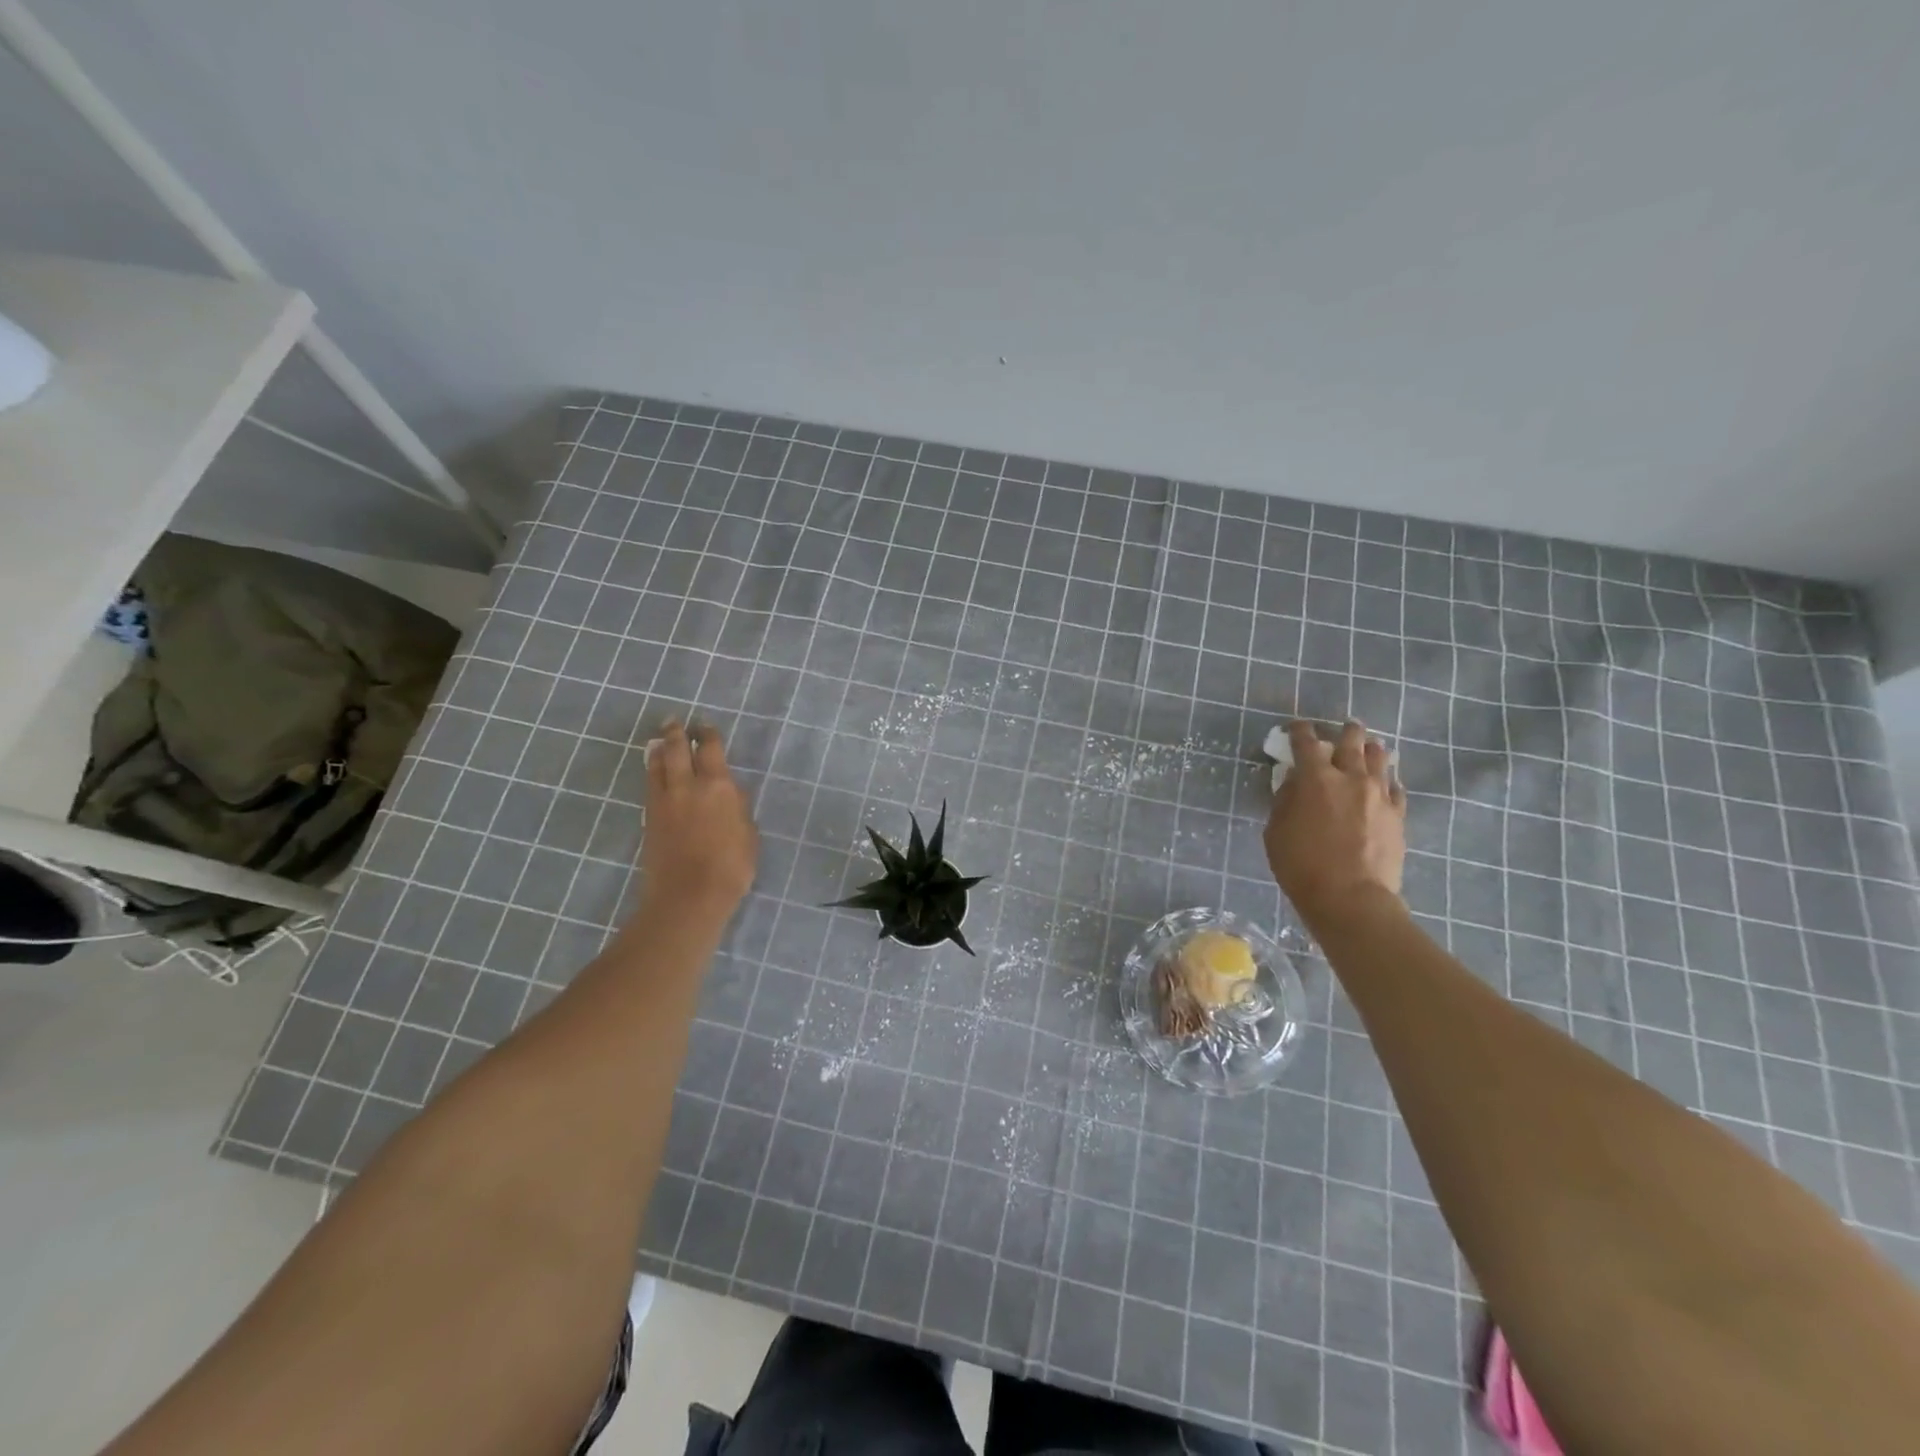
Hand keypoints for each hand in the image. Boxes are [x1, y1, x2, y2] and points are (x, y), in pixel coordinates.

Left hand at [637, 720, 758, 928]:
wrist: (689, 896)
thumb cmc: (730, 867)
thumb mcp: (748, 835)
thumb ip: (738, 808)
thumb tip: (730, 793)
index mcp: (719, 786)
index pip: (710, 748)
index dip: (707, 733)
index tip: (705, 724)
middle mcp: (689, 785)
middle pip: (677, 749)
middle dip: (676, 732)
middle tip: (675, 721)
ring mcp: (665, 800)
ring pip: (657, 763)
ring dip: (659, 747)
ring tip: (659, 739)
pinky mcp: (649, 817)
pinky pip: (650, 783)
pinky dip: (652, 770)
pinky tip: (654, 769)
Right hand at [1266, 719, 1406, 927]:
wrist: (1351, 898)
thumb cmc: (1301, 866)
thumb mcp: (1276, 831)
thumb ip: (1285, 801)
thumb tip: (1294, 783)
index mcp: (1315, 779)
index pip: (1306, 742)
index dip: (1300, 730)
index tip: (1296, 727)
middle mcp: (1350, 778)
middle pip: (1351, 741)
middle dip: (1345, 731)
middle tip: (1343, 727)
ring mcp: (1379, 795)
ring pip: (1380, 758)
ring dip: (1370, 749)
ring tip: (1368, 748)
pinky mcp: (1397, 815)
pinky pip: (1395, 788)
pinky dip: (1387, 780)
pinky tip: (1384, 784)